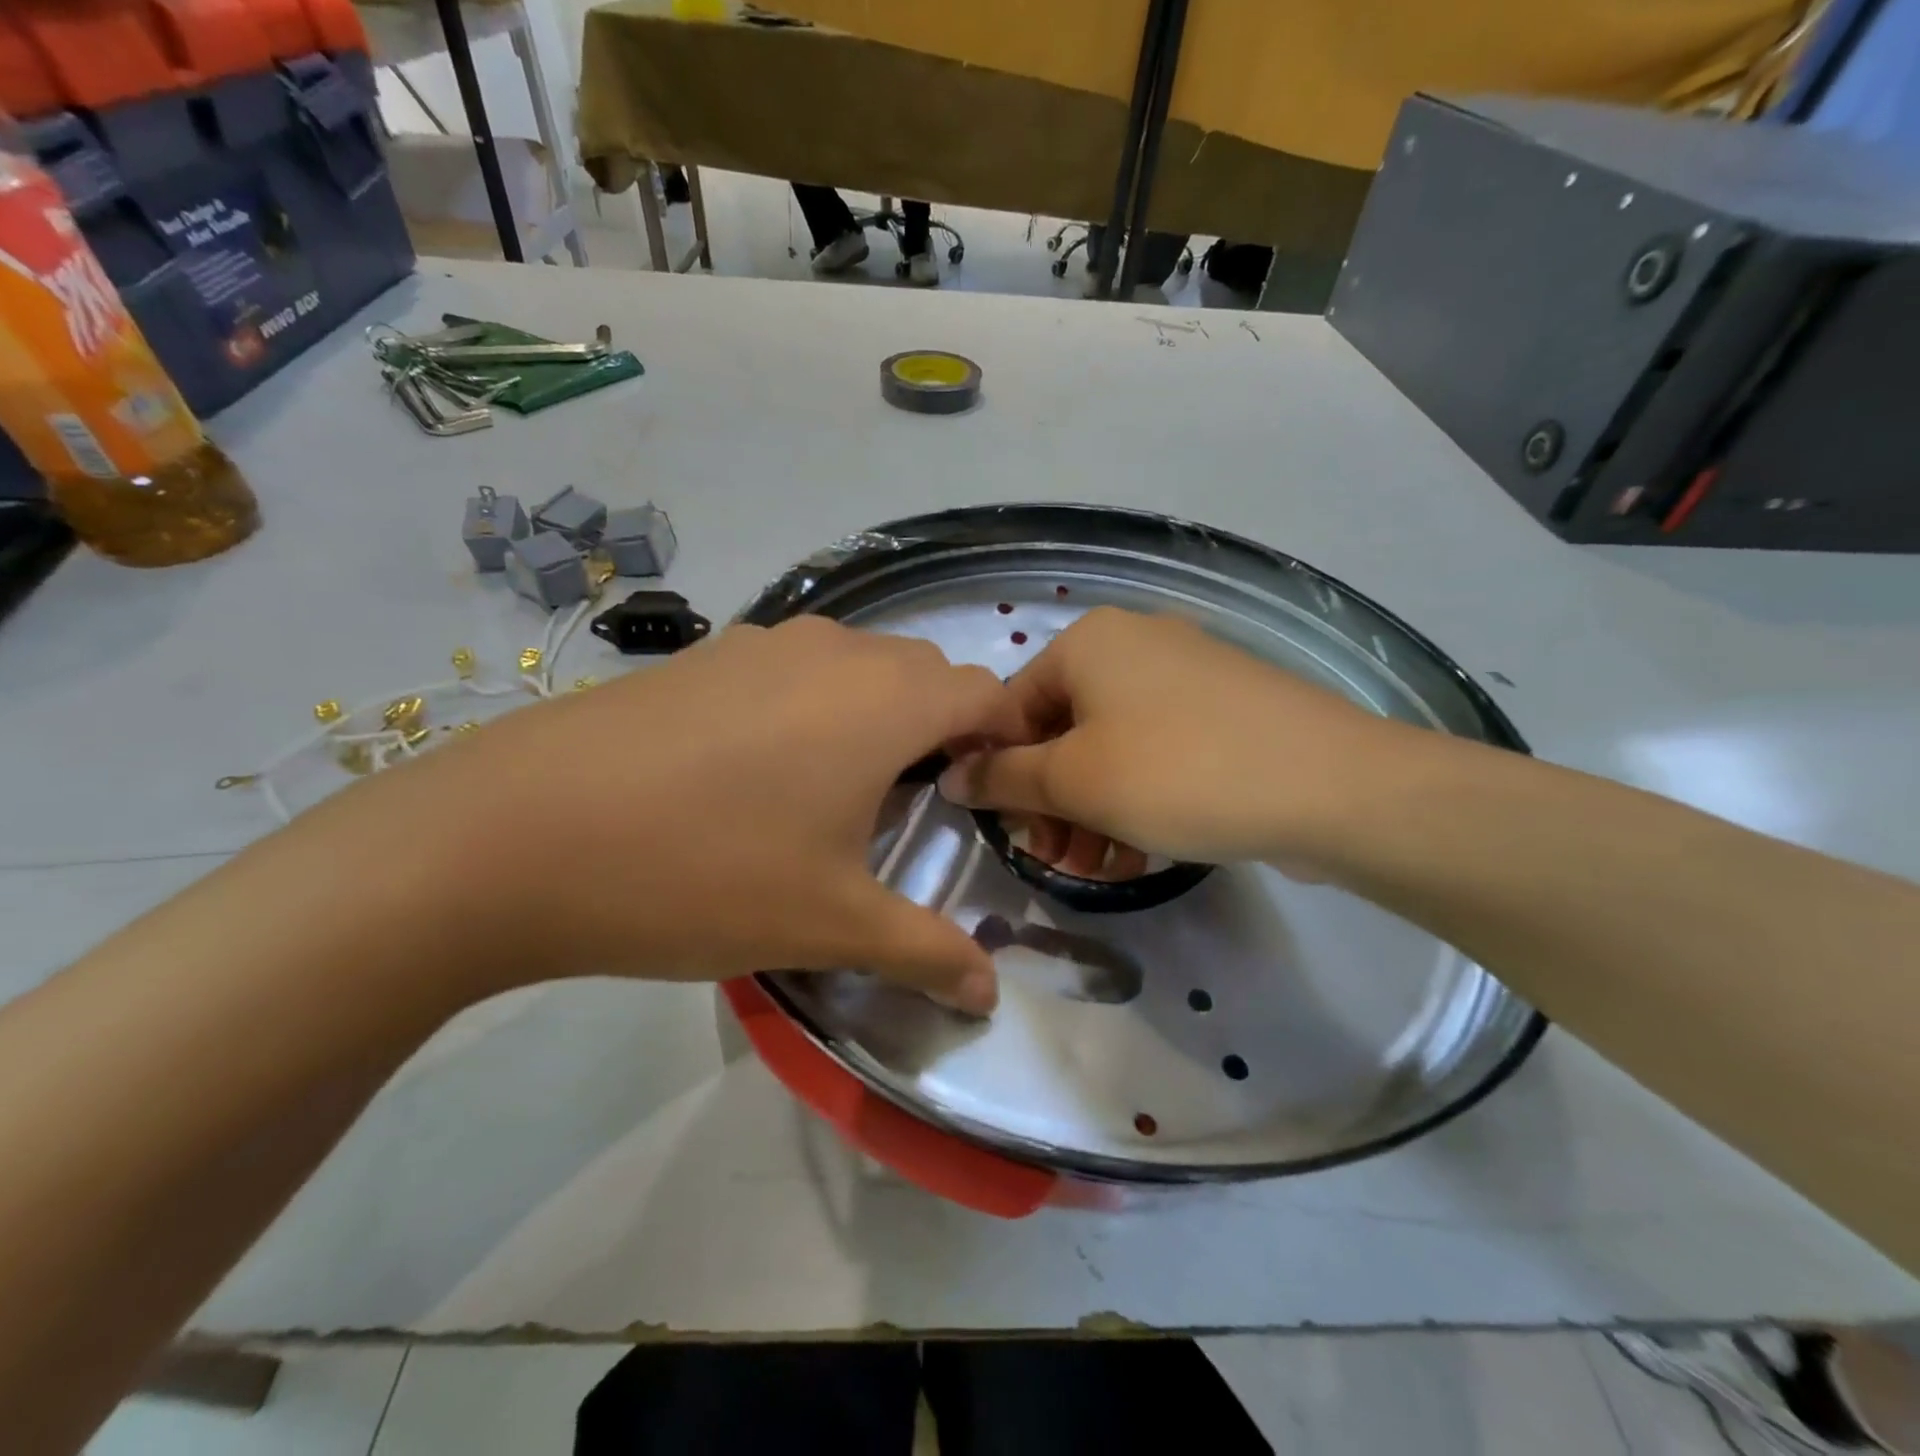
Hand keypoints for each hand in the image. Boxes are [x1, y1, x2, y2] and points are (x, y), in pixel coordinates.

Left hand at [307, 618, 1018, 1012]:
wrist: (513, 835)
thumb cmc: (702, 874)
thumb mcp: (829, 924)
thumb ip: (925, 953)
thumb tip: (989, 995)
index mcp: (884, 701)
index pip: (984, 694)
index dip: (1003, 741)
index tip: (987, 797)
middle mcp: (834, 650)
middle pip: (926, 673)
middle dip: (945, 729)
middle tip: (922, 803)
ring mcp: (762, 643)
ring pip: (859, 664)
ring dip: (878, 712)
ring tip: (844, 787)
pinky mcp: (705, 655)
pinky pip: (795, 667)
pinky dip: (815, 703)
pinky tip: (763, 769)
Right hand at [938, 607, 1424, 877]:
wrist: (1332, 785)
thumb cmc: (1178, 773)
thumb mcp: (1074, 781)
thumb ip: (1003, 777)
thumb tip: (951, 776)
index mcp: (1088, 642)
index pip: (1011, 708)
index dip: (1001, 774)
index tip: (1011, 833)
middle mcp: (1133, 644)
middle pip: (1062, 731)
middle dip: (1052, 804)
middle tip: (1056, 860)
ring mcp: (1185, 675)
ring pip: (1110, 748)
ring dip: (1092, 812)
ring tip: (1098, 870)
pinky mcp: (1224, 710)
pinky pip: (1157, 753)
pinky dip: (1137, 800)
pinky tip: (1139, 854)